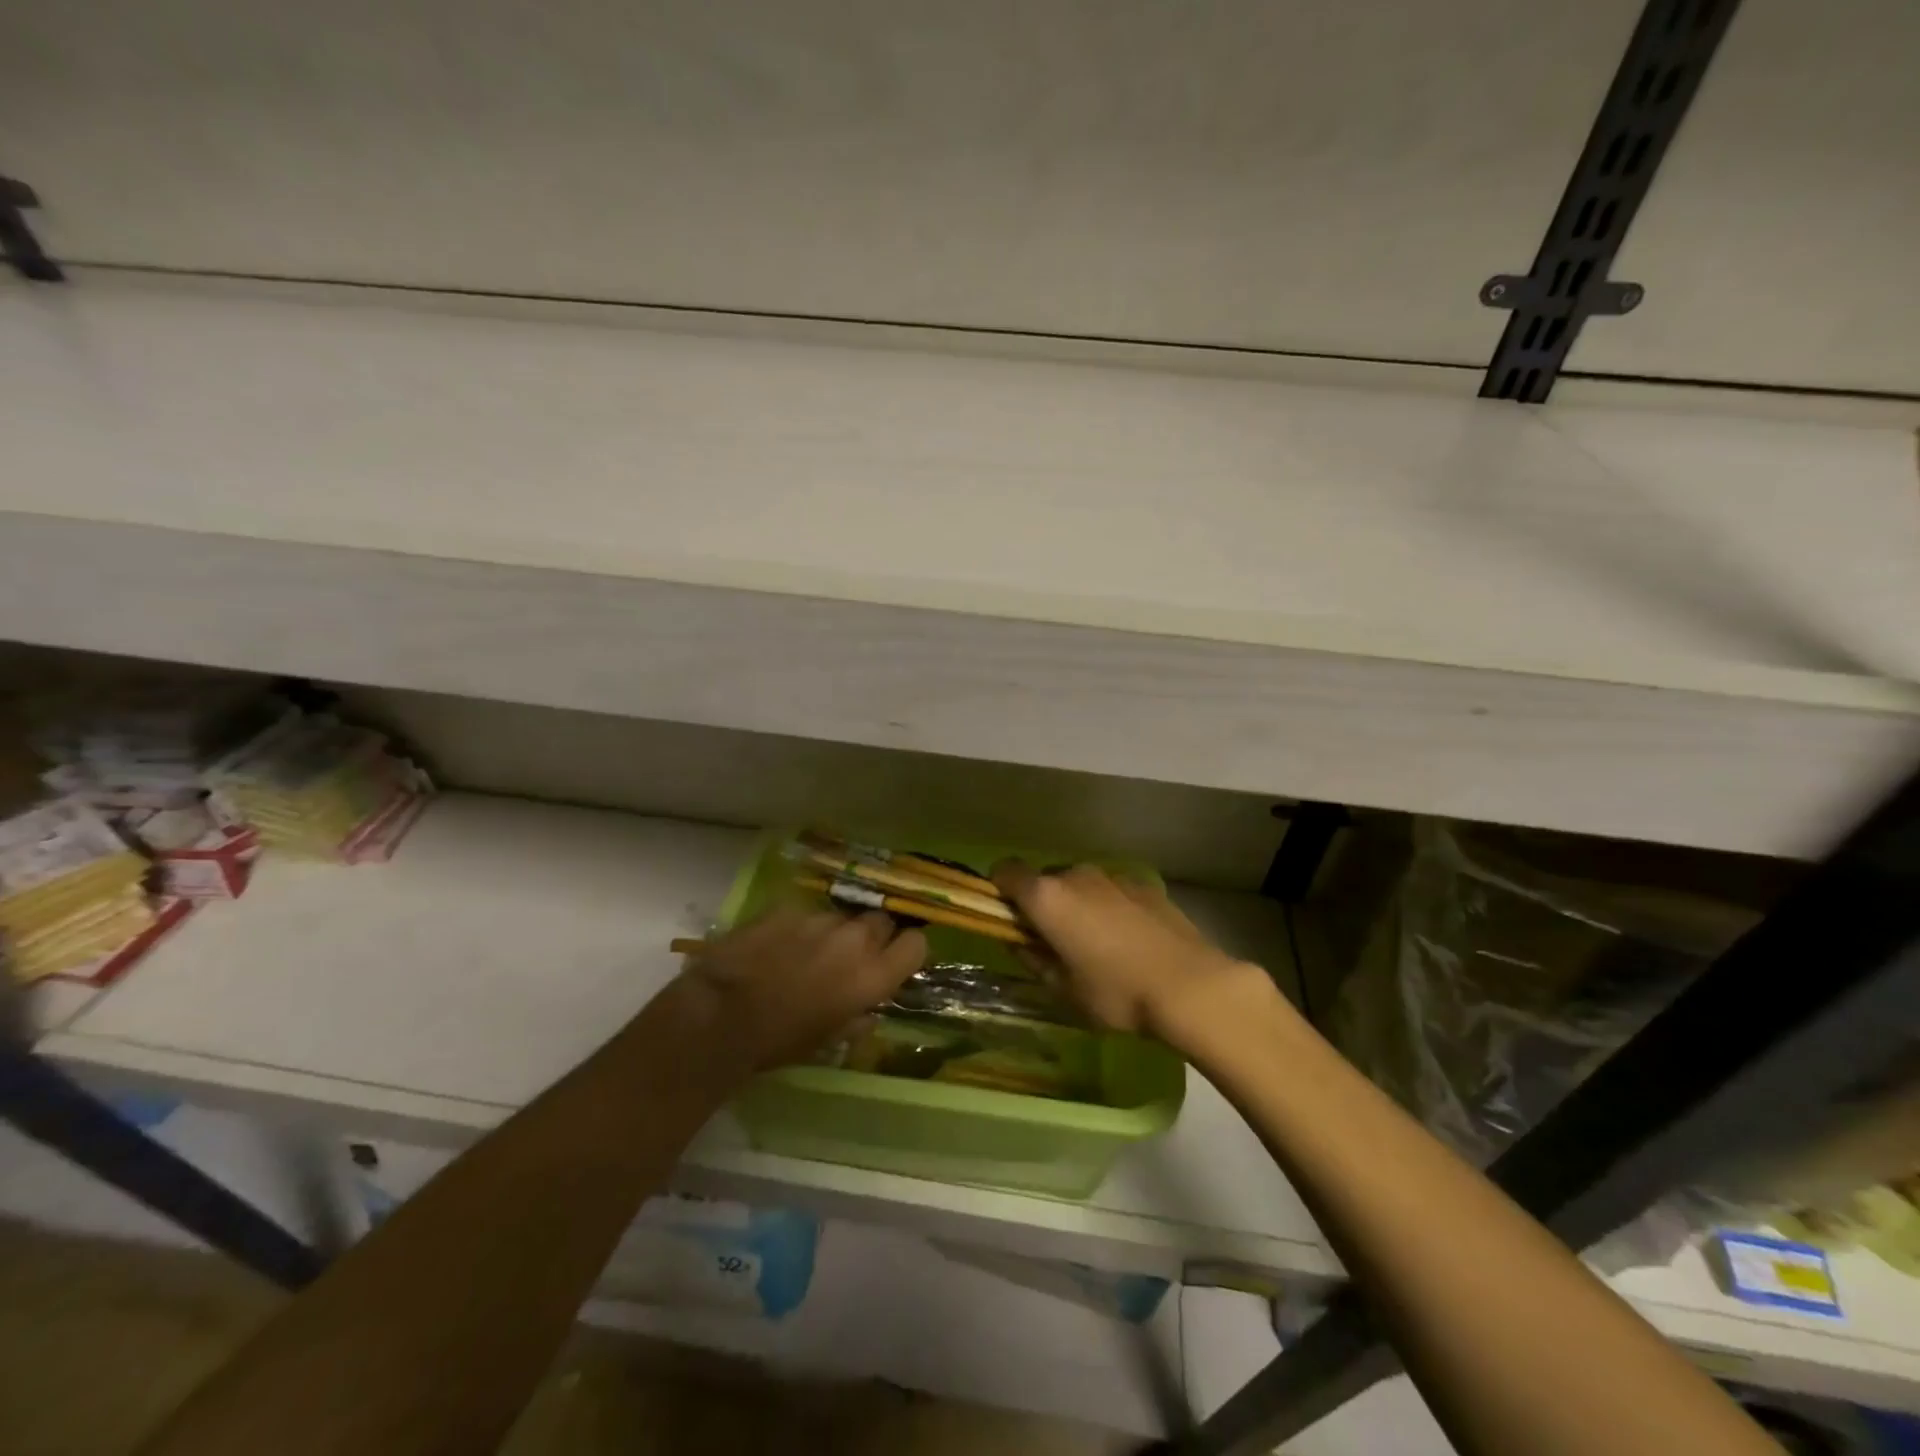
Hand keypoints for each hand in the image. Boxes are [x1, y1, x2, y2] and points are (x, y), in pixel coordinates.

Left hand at [677, 908, 927, 1070]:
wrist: (720, 1015)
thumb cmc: (779, 1041)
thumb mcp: (828, 1041)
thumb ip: (858, 1019)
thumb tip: (869, 1010)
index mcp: (872, 976)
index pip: (916, 944)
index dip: (907, 950)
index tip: (895, 960)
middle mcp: (855, 940)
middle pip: (882, 921)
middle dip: (873, 935)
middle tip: (850, 956)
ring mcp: (820, 919)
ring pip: (842, 917)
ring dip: (835, 932)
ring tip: (808, 953)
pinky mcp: (788, 907)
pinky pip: (806, 913)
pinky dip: (800, 927)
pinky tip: (778, 946)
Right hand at [993, 863, 1281, 1047]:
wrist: (1191, 986)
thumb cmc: (1116, 993)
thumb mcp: (1064, 989)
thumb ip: (1034, 960)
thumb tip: (1020, 943)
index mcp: (1047, 897)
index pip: (1005, 871)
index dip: (999, 890)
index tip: (1007, 917)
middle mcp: (1076, 876)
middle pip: (1045, 879)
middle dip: (1043, 904)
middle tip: (1054, 941)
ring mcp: (1113, 877)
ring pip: (1081, 884)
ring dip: (1078, 905)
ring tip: (1098, 945)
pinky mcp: (1145, 885)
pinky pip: (1113, 891)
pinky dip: (1110, 907)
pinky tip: (1130, 941)